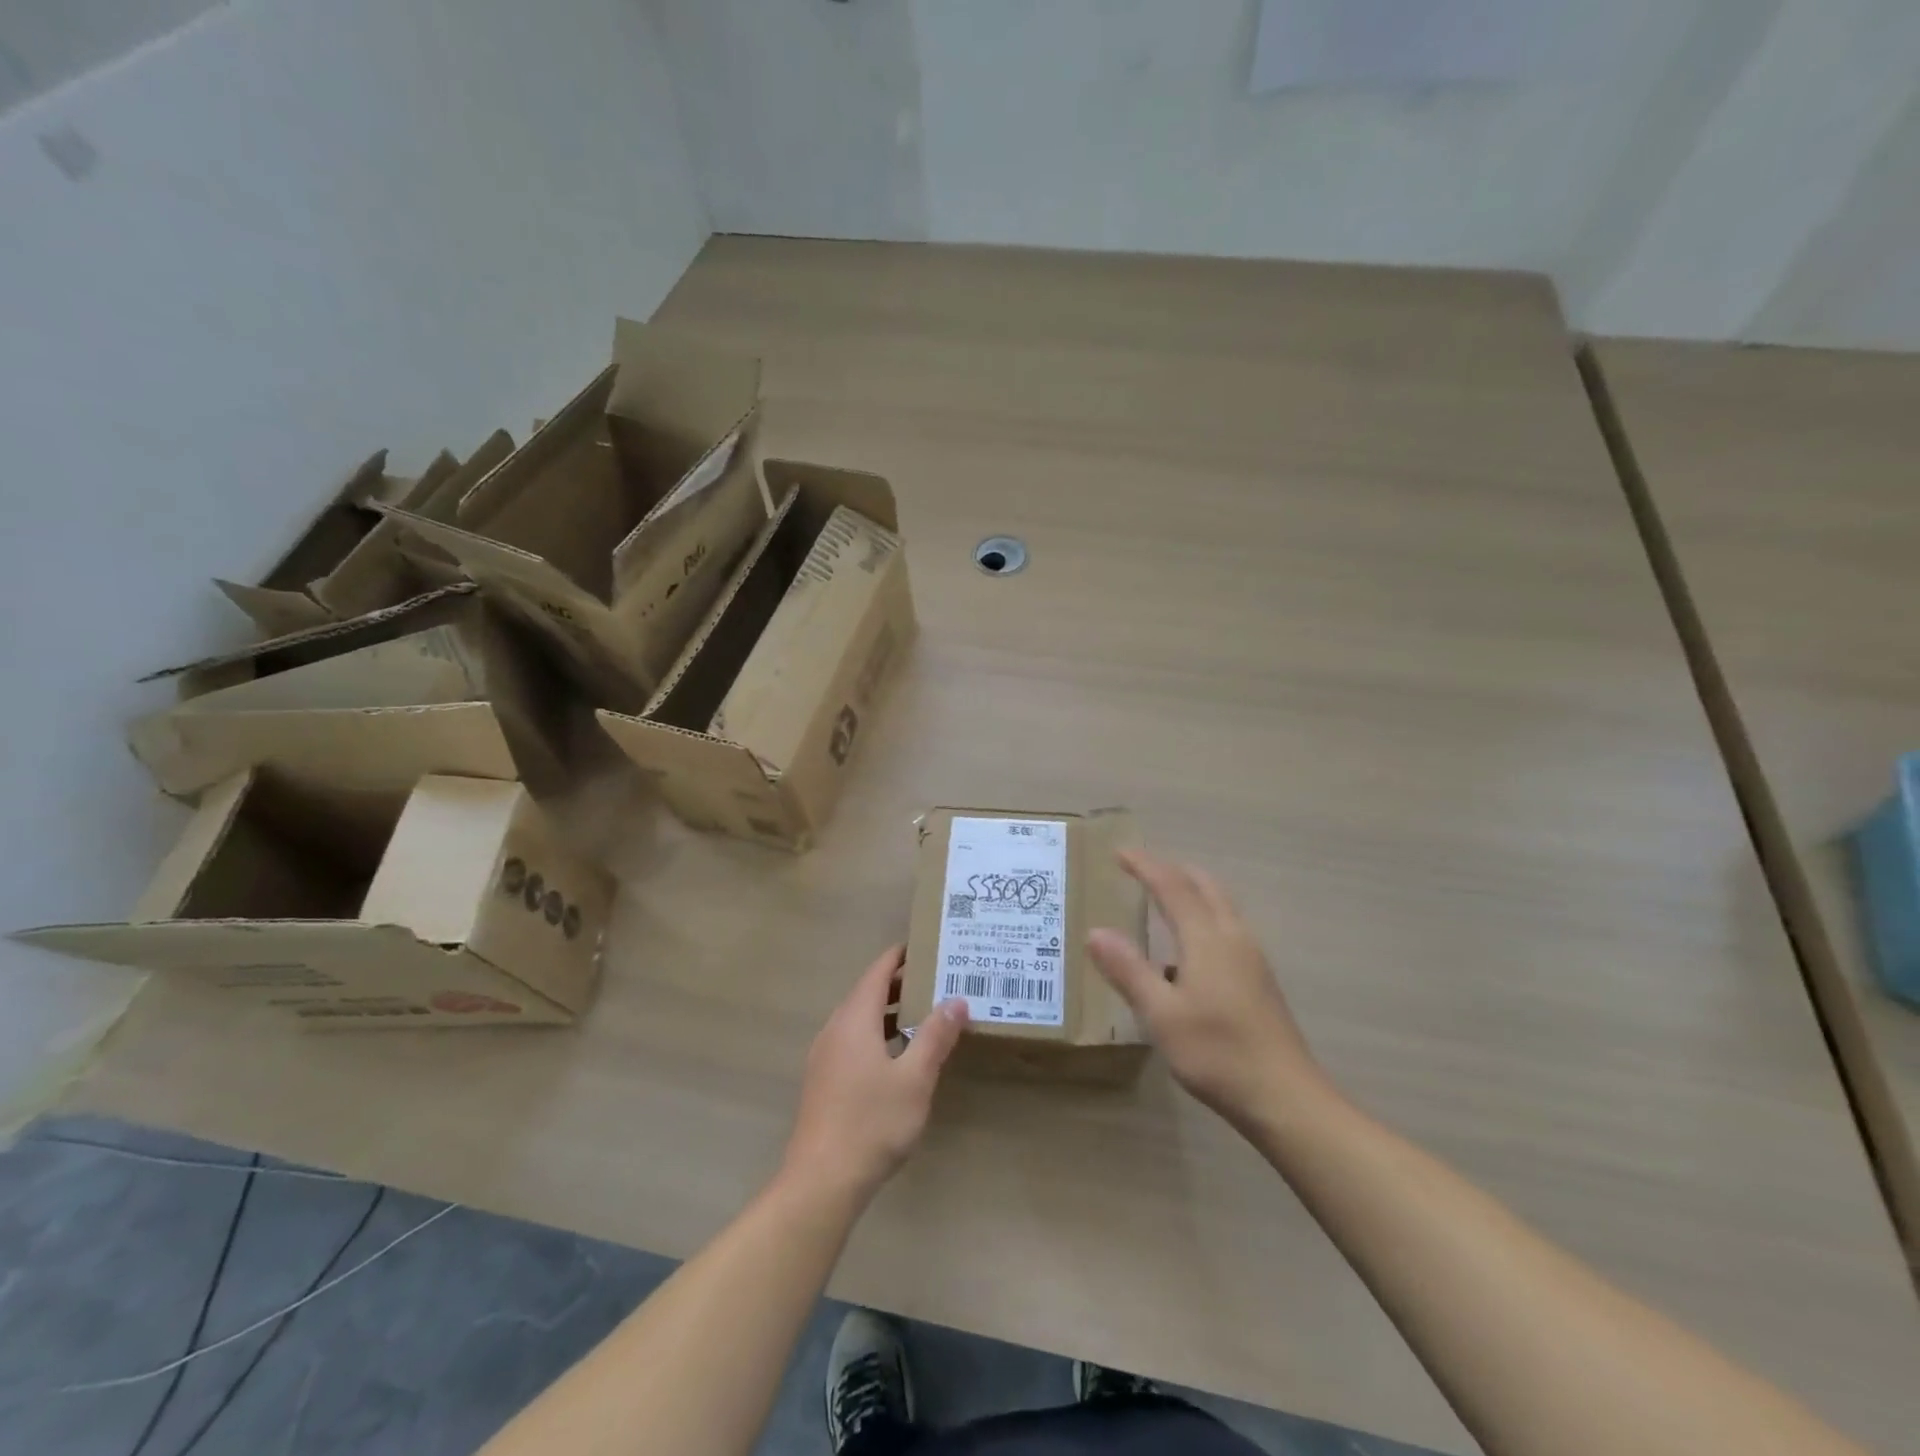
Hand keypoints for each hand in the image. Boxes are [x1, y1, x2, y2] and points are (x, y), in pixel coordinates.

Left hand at [781, 945, 968, 1204]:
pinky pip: (853, 1041)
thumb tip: (957, 1000)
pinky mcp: (823, 1080)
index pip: (878, 972)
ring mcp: (825, 1056)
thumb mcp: (915, 1078)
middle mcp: (835, 1029)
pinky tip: (899, 1057)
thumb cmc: (872, 1123)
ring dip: (890, 1012)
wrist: (821, 1182)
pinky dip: (877, 1034)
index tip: (927, 947)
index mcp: (855, 1019)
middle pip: (868, 993)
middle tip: (937, 980)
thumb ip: (936, 1036)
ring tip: (925, 1015)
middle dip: (900, 984)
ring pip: (860, 1019)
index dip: (900, 956)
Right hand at [1088, 849, 1328, 1128]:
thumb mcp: (1161, 1014)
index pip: (1172, 886)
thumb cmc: (1217, 1053)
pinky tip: (1187, 952)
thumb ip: (1128, 970)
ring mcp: (1252, 958)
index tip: (1120, 852)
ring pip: (1221, 906)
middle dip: (1173, 871)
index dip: (1145, 866)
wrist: (1286, 1098)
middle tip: (1142, 869)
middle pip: (1205, 886)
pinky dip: (1203, 916)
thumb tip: (1096, 931)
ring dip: (1192, 892)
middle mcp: (1233, 937)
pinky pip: (1227, 927)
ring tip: (1163, 899)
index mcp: (1207, 938)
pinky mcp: (1259, 979)